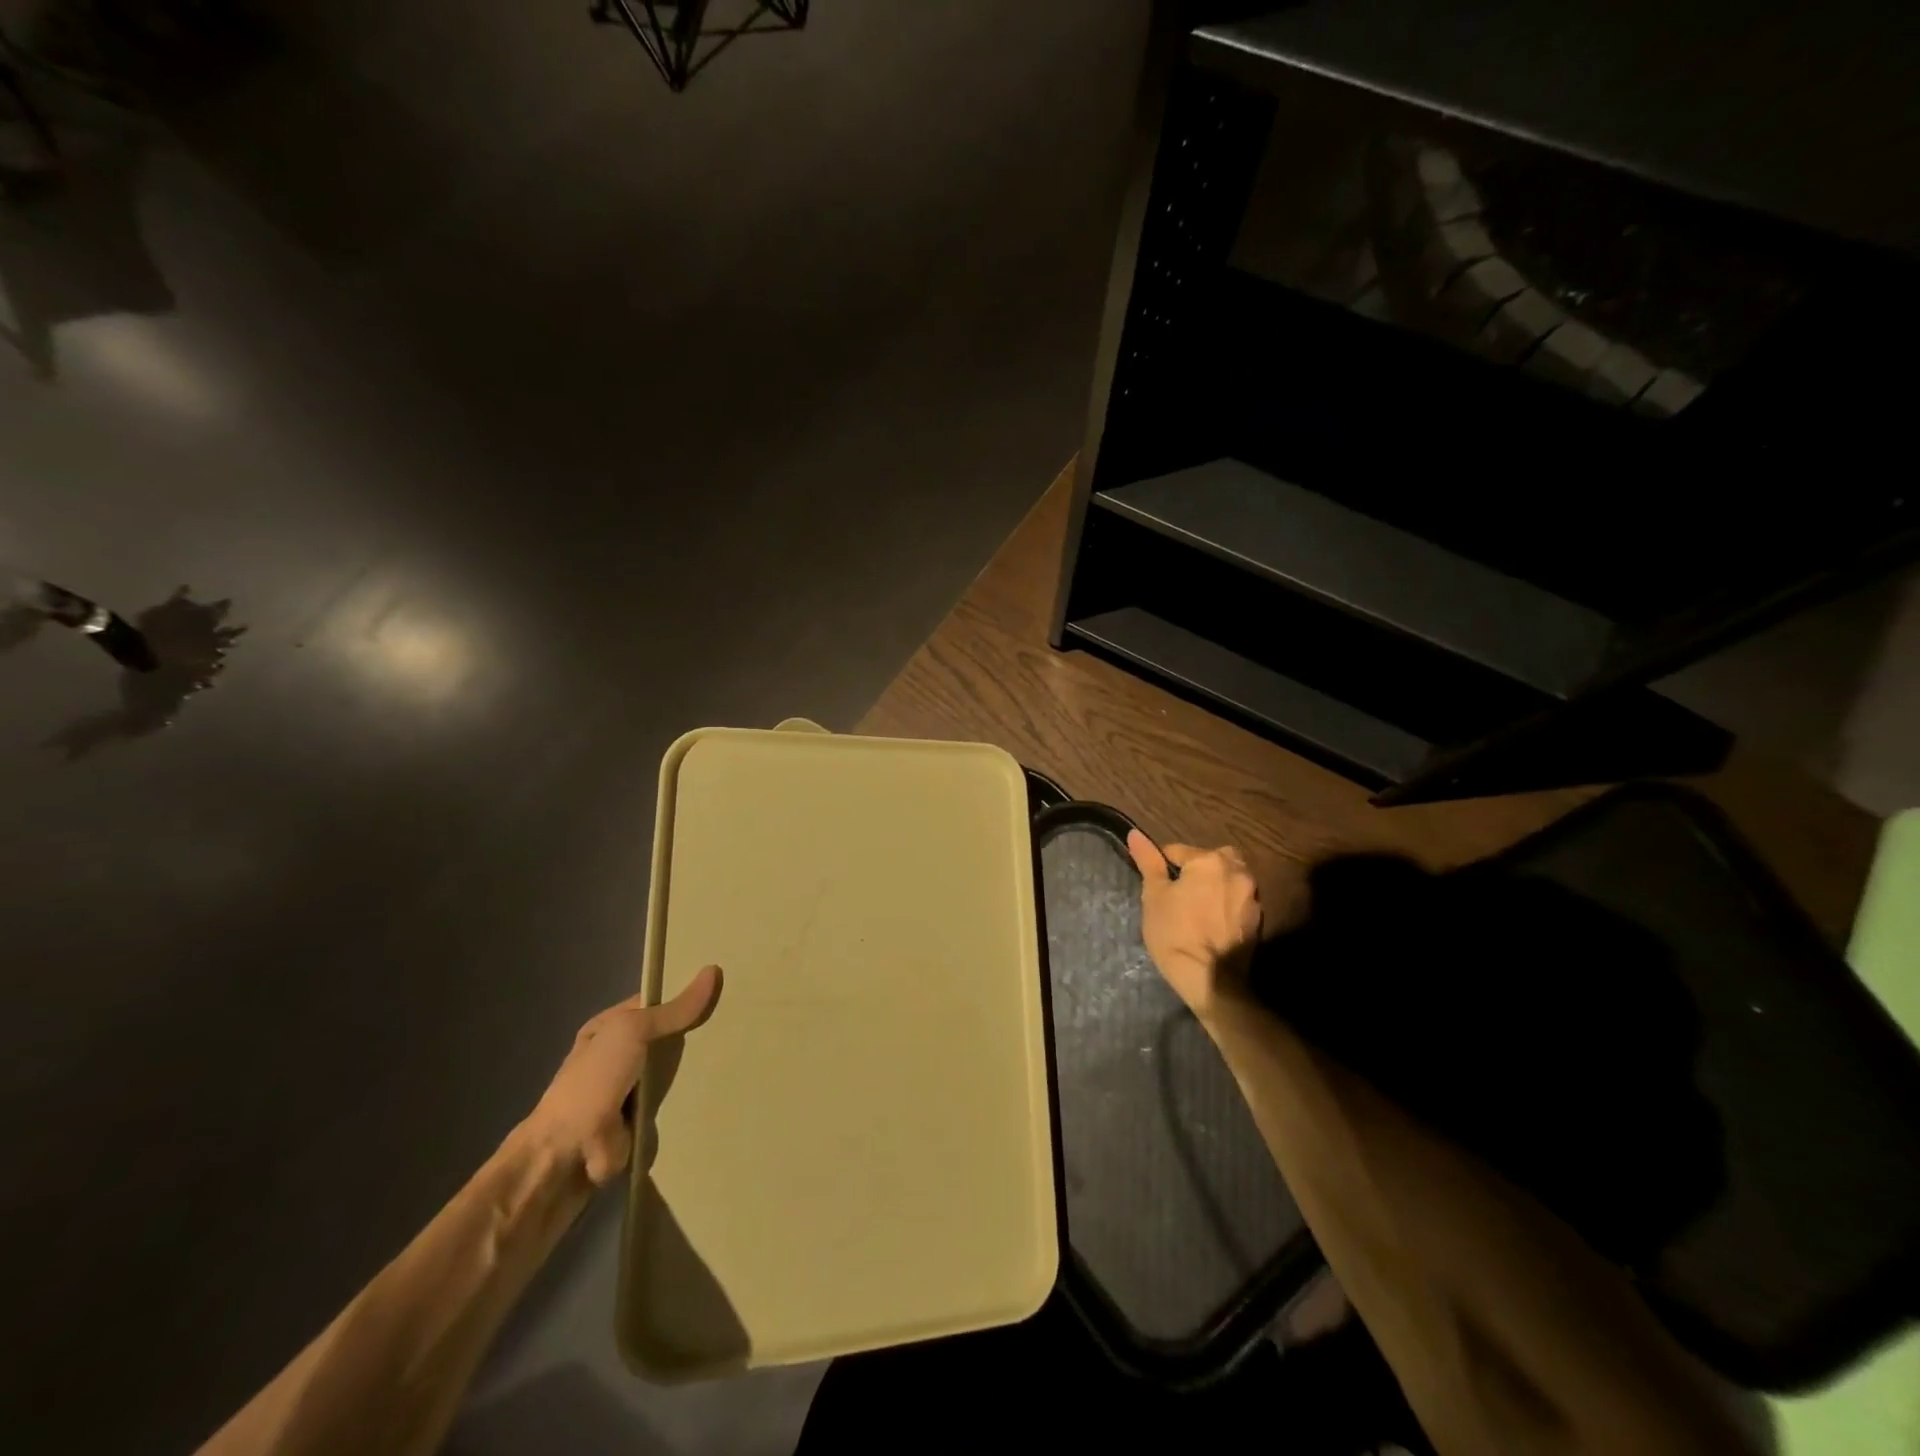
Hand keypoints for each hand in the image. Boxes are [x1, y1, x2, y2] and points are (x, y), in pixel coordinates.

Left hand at [527, 966, 721, 1184]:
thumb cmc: (594, 1083)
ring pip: (675, 1071)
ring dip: (698, 1068)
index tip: (725, 988)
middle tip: (741, 1020)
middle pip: (668, 1037)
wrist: (565, 1156)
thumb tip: (713, 970)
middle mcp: (618, 1056)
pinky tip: (725, 1088)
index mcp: (609, 1027)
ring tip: (742, 1054)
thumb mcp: (633, 1032)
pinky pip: (675, 1102)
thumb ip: (673, 1010)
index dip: (686, 994)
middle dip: (697, 1032)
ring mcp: (630, 1091)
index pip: (656, 1002)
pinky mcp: (641, 1122)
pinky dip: (693, 1099)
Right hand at [1128, 830, 1261, 1018]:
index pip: (1177, 851)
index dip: (1162, 867)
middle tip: (1179, 893)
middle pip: (1211, 859)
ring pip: (1229, 877)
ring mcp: (1252, 895)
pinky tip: (1213, 922)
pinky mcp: (1259, 918)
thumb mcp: (1154, 896)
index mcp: (1209, 860)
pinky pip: (1238, 899)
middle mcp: (1236, 870)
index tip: (1156, 888)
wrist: (1212, 980)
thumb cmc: (1175, 934)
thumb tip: (1135, 834)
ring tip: (1197, 907)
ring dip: (1215, 884)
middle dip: (1196, 870)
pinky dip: (1226, 903)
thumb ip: (1148, 862)